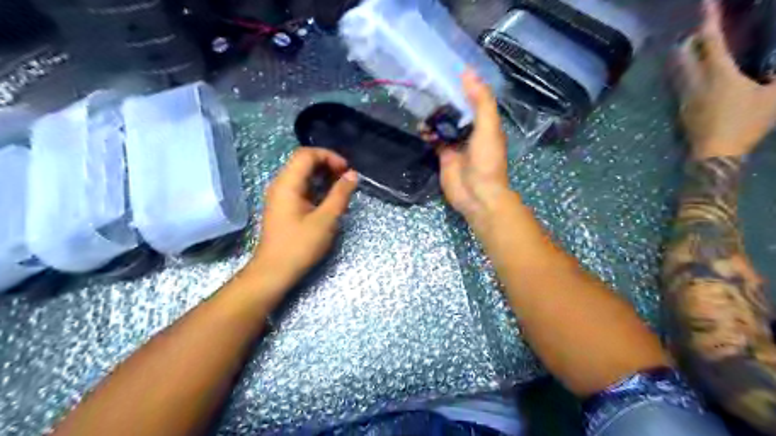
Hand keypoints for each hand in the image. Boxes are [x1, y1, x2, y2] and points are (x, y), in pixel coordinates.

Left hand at [245, 147, 356, 302]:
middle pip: (303, 162)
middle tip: (346, 178)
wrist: (274, 272)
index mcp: (287, 184)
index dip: (329, 156)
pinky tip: (329, 200)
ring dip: (323, 177)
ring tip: (341, 188)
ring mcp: (280, 196)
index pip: (306, 154)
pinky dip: (316, 188)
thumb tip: (352, 174)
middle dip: (327, 165)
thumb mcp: (325, 220)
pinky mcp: (283, 207)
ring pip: (302, 175)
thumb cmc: (300, 246)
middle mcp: (281, 185)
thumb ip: (340, 194)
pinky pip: (301, 188)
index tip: (347, 170)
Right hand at [431, 72, 512, 224]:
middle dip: (443, 101)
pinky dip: (427, 133)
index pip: (473, 99)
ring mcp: (456, 144)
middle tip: (427, 88)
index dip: (462, 86)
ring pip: (443, 124)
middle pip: (456, 110)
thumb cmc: (487, 161)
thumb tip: (467, 72)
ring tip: (422, 110)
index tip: (446, 71)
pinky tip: (421, 129)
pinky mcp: (444, 156)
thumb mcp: (488, 127)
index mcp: (485, 123)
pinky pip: (434, 139)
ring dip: (433, 117)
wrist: (477, 195)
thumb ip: (480, 101)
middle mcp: (470, 131)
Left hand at [673, 0, 774, 159]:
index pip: (710, 39)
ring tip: (698, 51)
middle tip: (702, 31)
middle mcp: (694, 81)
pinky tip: (697, 77)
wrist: (714, 153)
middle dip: (691, 38)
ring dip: (686, 56)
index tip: (705, 2)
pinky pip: (680, 84)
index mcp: (717, 73)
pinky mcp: (680, 109)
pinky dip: (687, 73)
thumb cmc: (745, 124)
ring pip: (678, 69)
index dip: (708, 18)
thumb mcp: (772, 98)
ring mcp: (683, 96)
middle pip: (683, 53)